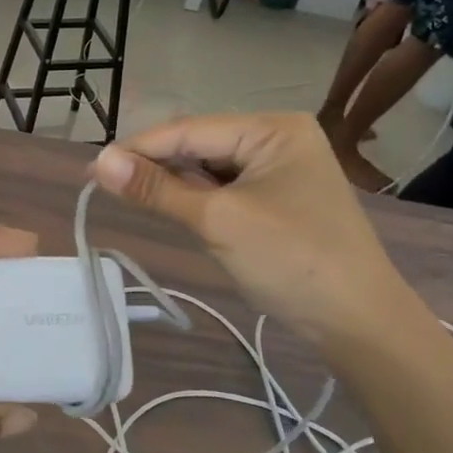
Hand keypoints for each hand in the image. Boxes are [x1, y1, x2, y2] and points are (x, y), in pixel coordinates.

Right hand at [93, 113, 414, 345]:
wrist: (360, 323)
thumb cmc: (293, 261)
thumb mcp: (218, 221)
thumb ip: (157, 189)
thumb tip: (99, 161)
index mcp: (272, 129)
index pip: (190, 130)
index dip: (138, 148)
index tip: (91, 168)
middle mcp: (278, 139)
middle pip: (199, 145)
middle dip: (156, 165)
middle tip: (105, 186)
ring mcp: (281, 170)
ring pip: (209, 168)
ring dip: (175, 184)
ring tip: (132, 197)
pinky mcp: (278, 199)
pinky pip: (225, 189)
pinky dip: (197, 199)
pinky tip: (173, 208)